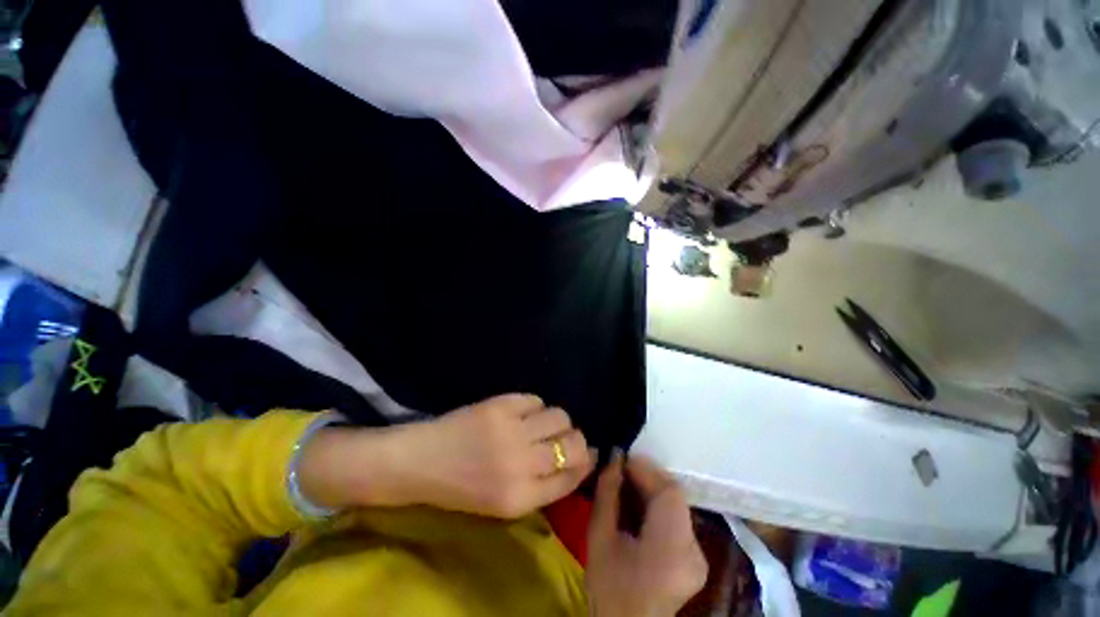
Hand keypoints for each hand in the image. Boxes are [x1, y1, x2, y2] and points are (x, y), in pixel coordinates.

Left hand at [400, 394, 595, 517]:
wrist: (420, 462)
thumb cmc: (461, 488)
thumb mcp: (504, 503)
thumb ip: (543, 485)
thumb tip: (580, 460)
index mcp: (520, 498)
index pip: (572, 476)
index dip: (586, 463)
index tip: (589, 454)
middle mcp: (521, 464)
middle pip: (574, 444)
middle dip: (578, 440)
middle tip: (565, 437)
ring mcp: (511, 431)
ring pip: (559, 416)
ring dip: (556, 420)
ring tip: (541, 423)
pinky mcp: (500, 405)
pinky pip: (535, 399)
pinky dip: (533, 406)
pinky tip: (520, 412)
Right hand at [587, 454, 707, 616]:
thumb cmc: (609, 586)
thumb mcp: (599, 536)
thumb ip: (607, 492)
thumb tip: (614, 456)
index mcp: (672, 548)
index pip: (669, 493)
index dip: (646, 470)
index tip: (622, 460)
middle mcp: (694, 550)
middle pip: (675, 497)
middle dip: (648, 478)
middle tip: (622, 470)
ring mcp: (699, 556)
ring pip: (677, 506)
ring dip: (652, 490)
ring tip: (627, 484)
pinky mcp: (696, 559)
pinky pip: (678, 519)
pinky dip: (658, 506)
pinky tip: (639, 505)